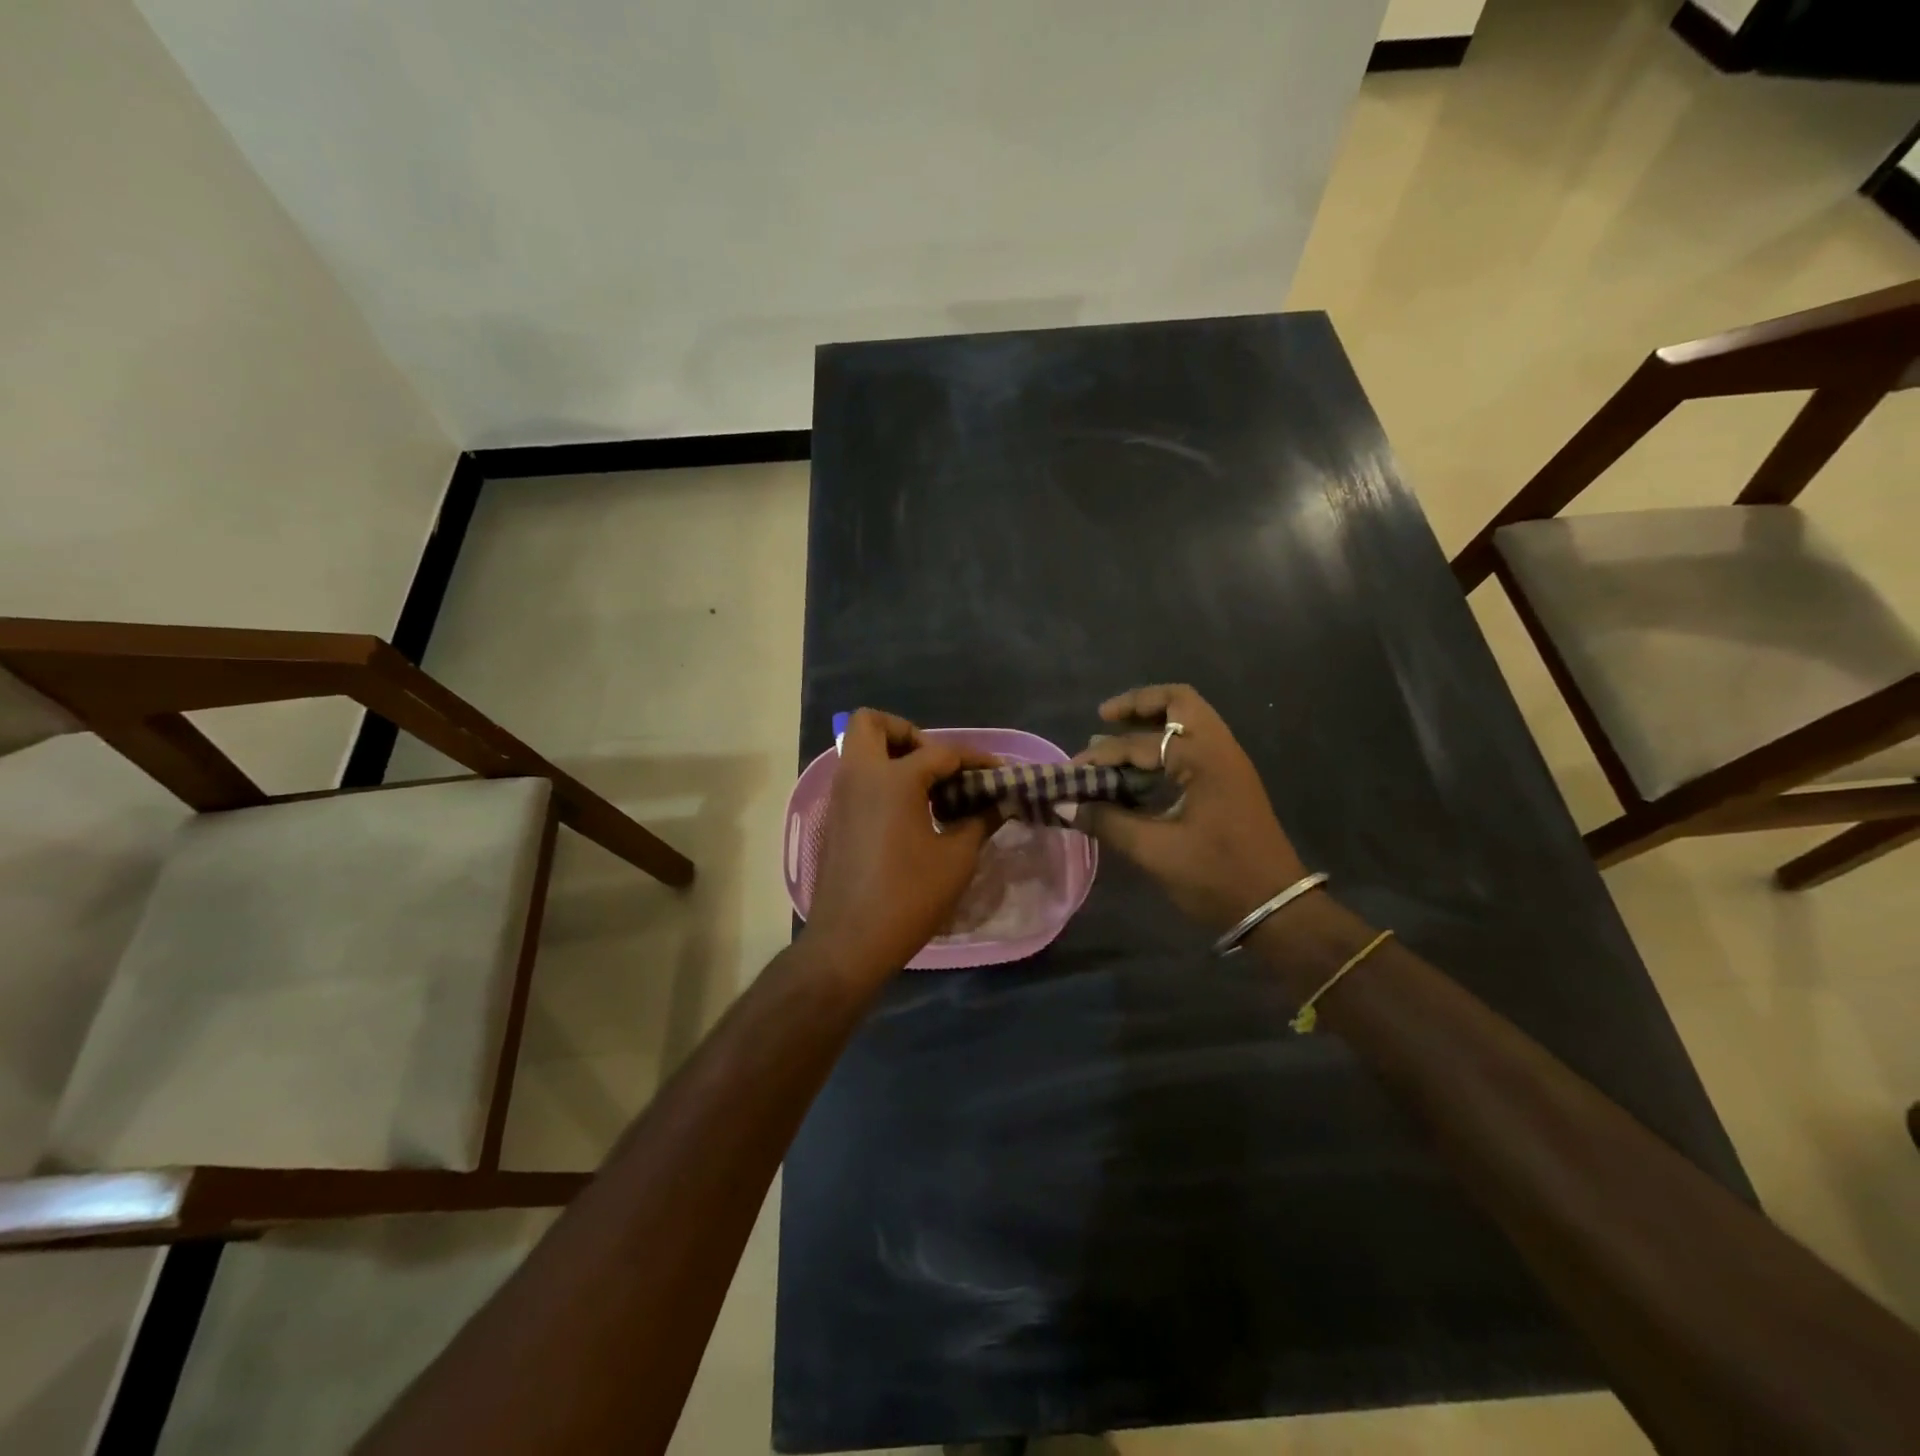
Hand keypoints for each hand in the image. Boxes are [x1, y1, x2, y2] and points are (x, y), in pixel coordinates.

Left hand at [801, 709, 999, 986]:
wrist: (849, 942)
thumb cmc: (908, 897)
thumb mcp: (956, 859)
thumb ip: (980, 821)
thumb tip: (1000, 803)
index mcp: (892, 778)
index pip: (941, 751)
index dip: (975, 759)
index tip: (1000, 772)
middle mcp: (859, 775)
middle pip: (872, 723)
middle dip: (909, 734)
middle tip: (938, 767)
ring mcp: (840, 796)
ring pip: (860, 749)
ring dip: (893, 756)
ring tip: (930, 790)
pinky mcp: (834, 818)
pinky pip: (856, 778)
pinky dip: (880, 780)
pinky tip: (909, 814)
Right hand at [1073, 684, 1306, 932]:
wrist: (1276, 908)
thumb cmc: (1217, 876)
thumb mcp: (1155, 852)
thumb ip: (1108, 822)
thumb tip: (1068, 805)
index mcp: (1203, 759)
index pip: (1140, 743)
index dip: (1101, 755)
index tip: (1072, 772)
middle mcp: (1219, 749)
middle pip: (1179, 701)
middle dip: (1139, 704)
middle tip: (1105, 717)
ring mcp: (1229, 763)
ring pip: (1190, 719)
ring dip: (1153, 721)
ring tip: (1116, 736)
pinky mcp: (1229, 781)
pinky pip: (1194, 743)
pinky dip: (1166, 743)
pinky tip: (1141, 766)